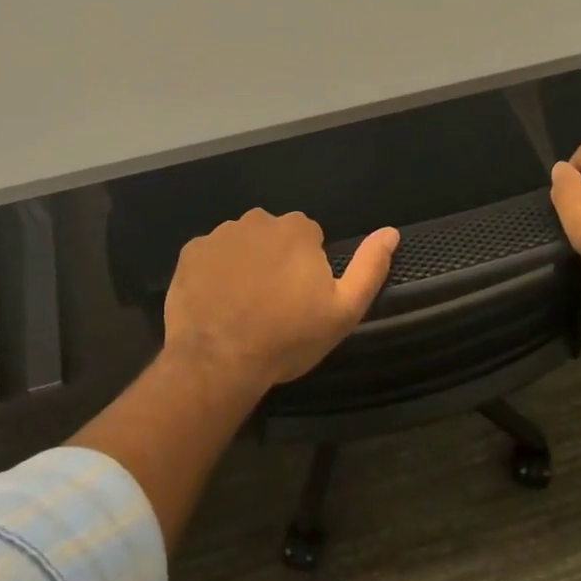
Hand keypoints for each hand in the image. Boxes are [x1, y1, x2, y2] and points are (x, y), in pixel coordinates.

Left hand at [163, 209, 399, 394]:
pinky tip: (216, 303)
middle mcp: (258, 220)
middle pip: (273, 236)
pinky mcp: (190, 252)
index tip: (301, 299)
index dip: (308, 269)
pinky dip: (214, 272)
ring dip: (245, 265)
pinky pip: (210, 256)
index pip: (309, 238)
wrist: (219, 360)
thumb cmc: (287, 337)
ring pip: (241, 244)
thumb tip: (390, 232)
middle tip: (272, 305)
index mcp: (297, 229)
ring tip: (243, 307)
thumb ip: (370, 267)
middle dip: (275, 261)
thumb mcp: (343, 310)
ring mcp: (220, 234)